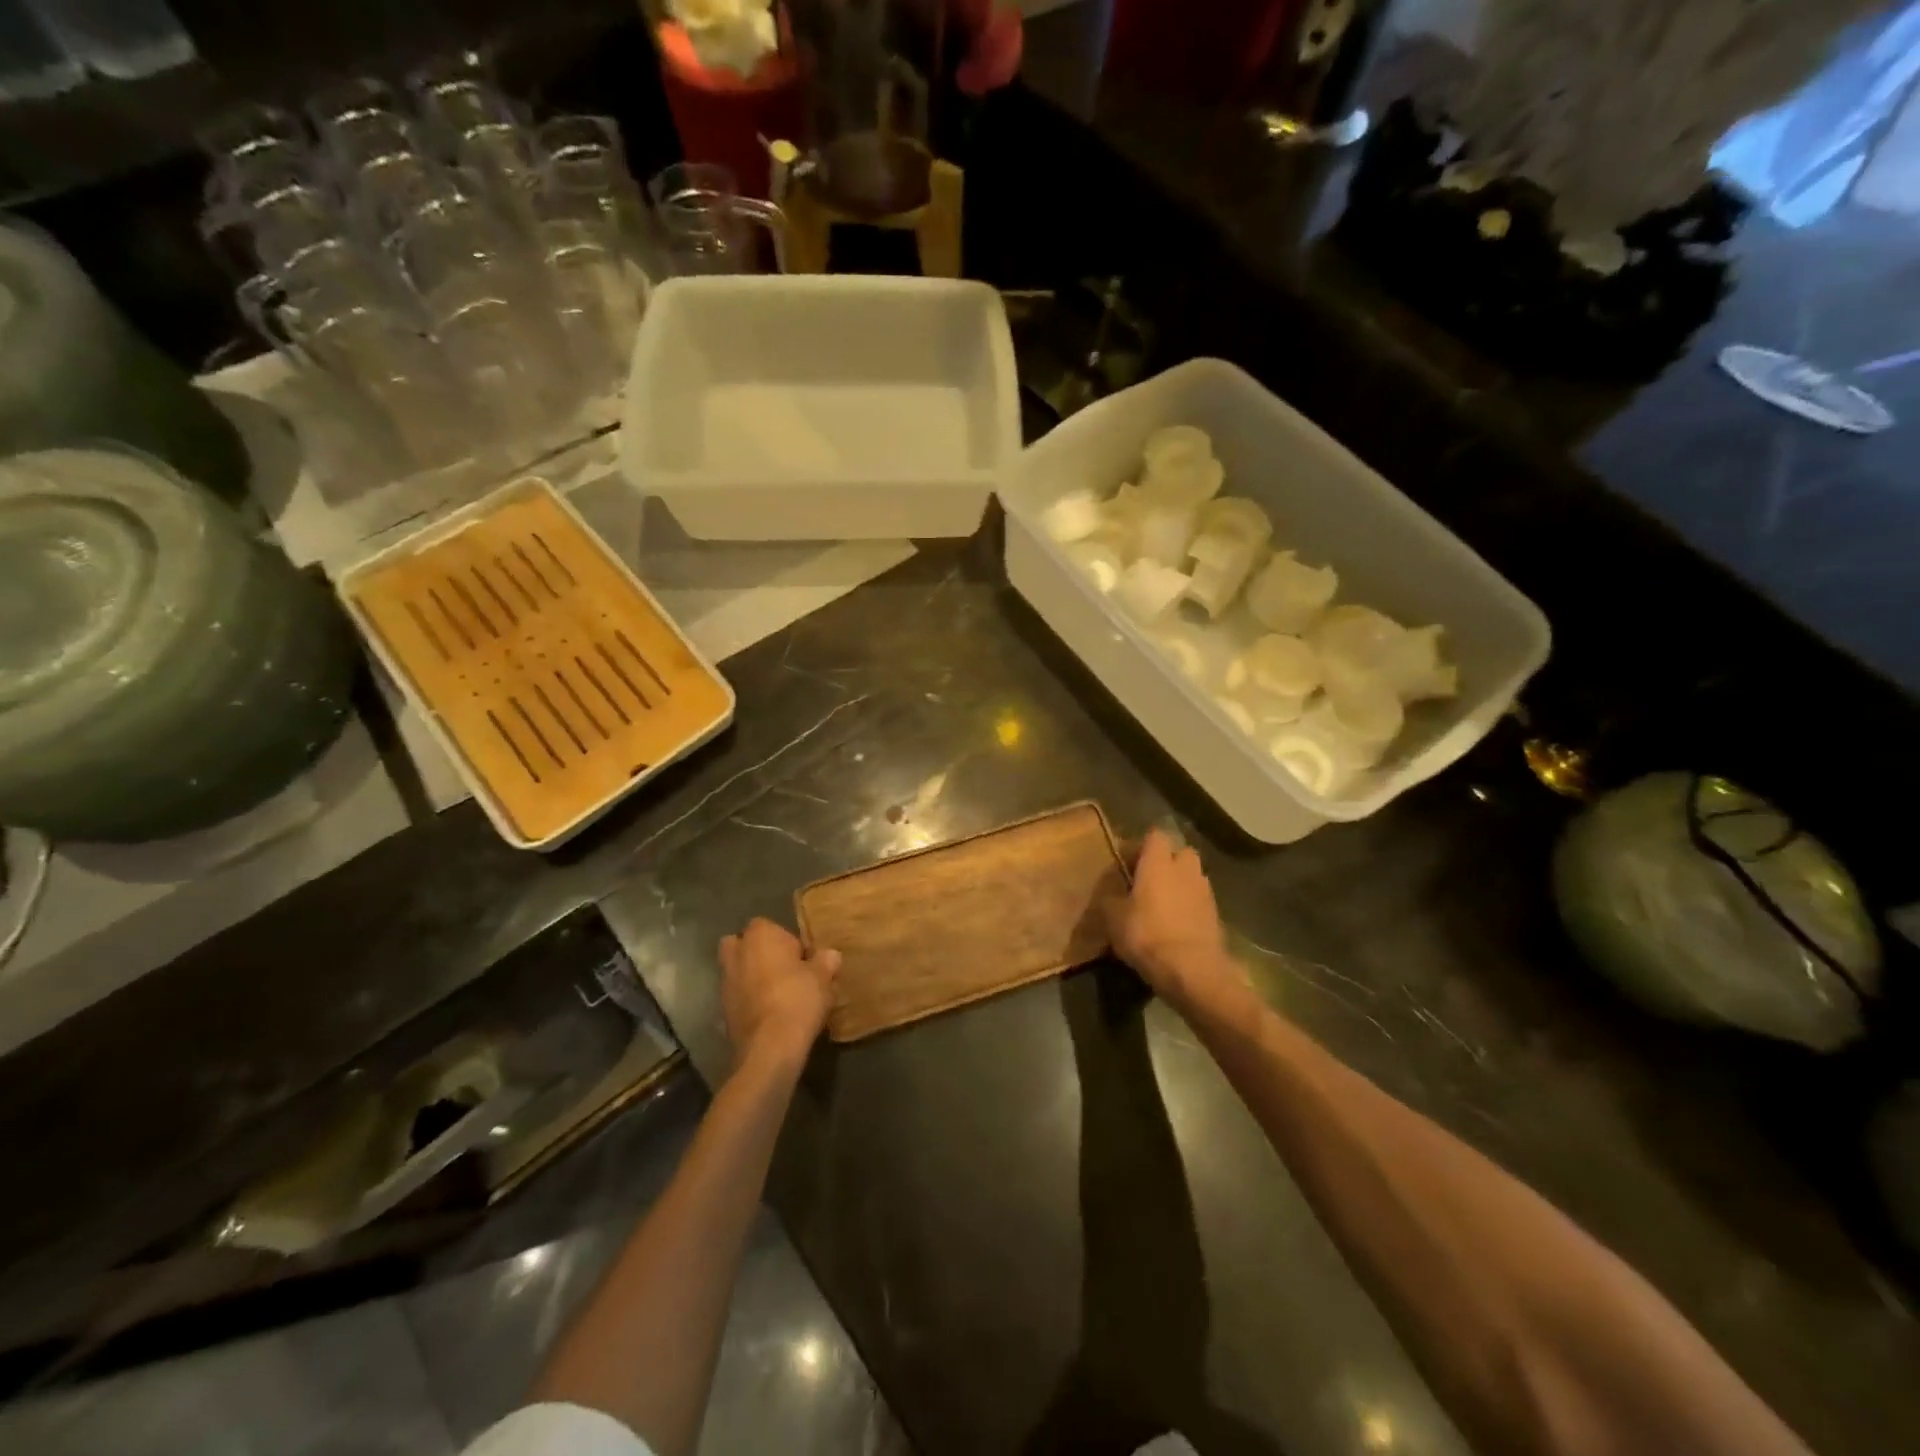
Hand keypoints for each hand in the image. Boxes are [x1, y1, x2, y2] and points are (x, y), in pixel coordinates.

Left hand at [719, 918, 840, 1072]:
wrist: (770, 1047)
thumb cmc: (798, 999)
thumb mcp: (823, 977)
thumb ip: (826, 961)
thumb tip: (830, 955)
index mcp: (759, 936)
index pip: (768, 925)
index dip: (785, 939)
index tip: (802, 957)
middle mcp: (737, 954)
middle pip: (742, 945)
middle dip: (758, 953)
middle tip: (783, 968)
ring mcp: (725, 983)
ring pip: (738, 971)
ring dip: (752, 978)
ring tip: (779, 994)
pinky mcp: (722, 1011)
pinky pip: (738, 997)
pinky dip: (749, 1000)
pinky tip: (770, 1014)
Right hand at [1103, 828, 1236, 1007]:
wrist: (1192, 969)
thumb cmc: (1147, 934)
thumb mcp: (1113, 918)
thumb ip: (1111, 899)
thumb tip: (1110, 893)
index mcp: (1158, 862)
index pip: (1154, 836)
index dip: (1140, 846)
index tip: (1126, 863)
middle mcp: (1185, 869)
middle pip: (1180, 852)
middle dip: (1166, 862)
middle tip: (1148, 881)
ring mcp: (1205, 891)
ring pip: (1192, 876)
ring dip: (1180, 884)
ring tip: (1162, 905)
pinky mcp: (1216, 914)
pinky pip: (1200, 900)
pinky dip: (1189, 906)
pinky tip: (1176, 925)